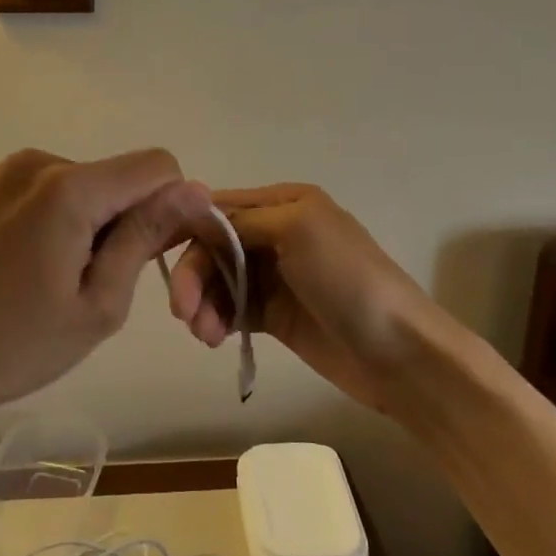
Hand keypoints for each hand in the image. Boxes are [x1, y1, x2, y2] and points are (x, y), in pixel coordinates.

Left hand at [0, 149, 209, 431]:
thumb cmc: (14, 345)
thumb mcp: (98, 304)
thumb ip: (146, 237)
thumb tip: (194, 190)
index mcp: (69, 186)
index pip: (156, 166)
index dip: (170, 206)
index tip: (153, 255)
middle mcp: (35, 162)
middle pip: (114, 177)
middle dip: (122, 220)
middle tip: (93, 286)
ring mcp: (0, 173)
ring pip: (78, 184)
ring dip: (85, 222)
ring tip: (51, 281)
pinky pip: (39, 191)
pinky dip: (50, 220)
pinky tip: (20, 269)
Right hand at [166, 184, 431, 413]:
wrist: (399, 353)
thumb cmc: (348, 279)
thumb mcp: (297, 229)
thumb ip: (242, 219)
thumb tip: (194, 212)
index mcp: (284, 202)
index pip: (219, 208)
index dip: (187, 228)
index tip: (157, 254)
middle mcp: (275, 232)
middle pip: (214, 247)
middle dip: (194, 275)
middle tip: (183, 312)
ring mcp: (275, 276)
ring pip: (218, 280)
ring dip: (202, 303)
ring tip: (204, 334)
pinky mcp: (274, 314)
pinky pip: (231, 309)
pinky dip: (217, 320)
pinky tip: (215, 338)